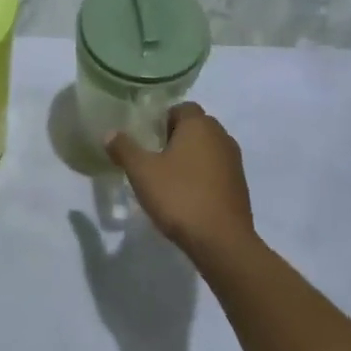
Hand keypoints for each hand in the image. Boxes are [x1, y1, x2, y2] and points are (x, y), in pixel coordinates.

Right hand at [104, 103, 257, 260]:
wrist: (221, 241)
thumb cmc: (179, 197)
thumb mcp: (142, 172)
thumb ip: (124, 149)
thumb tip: (110, 133)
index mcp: (199, 125)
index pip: (181, 108)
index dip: (162, 120)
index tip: (147, 139)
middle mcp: (221, 136)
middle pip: (195, 127)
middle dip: (175, 138)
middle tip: (153, 158)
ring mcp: (234, 162)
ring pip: (207, 150)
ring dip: (189, 158)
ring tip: (168, 180)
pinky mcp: (240, 185)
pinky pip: (216, 170)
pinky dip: (202, 177)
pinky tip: (187, 197)